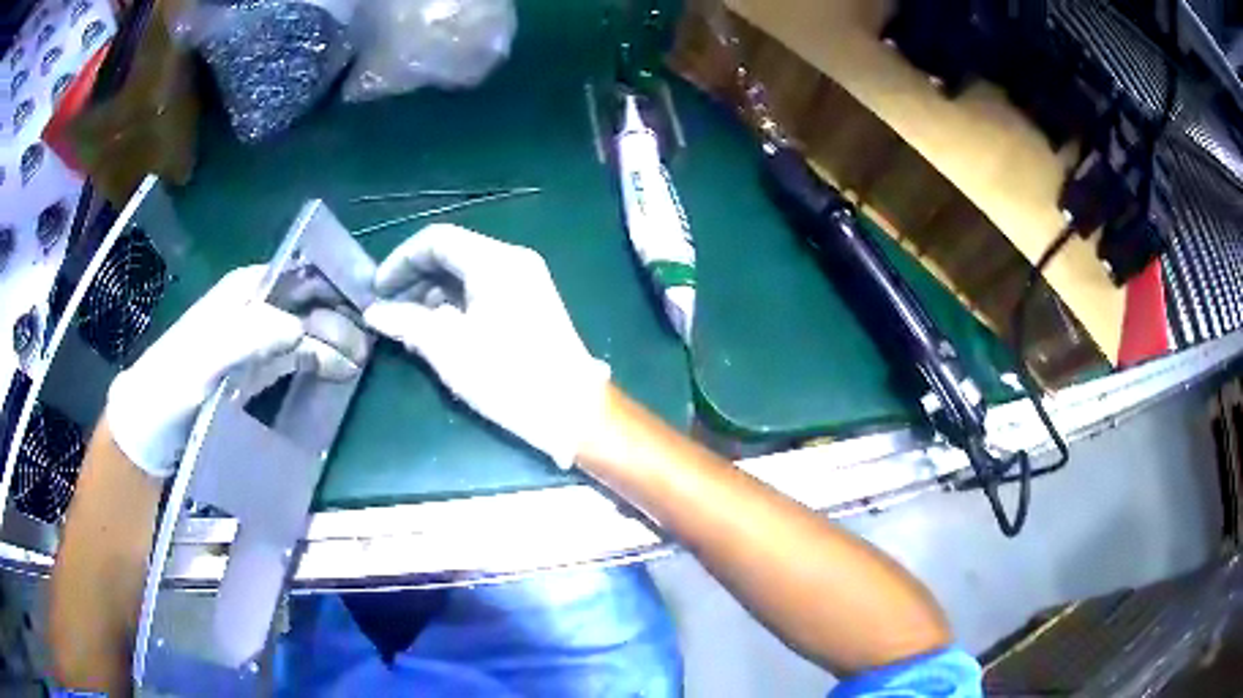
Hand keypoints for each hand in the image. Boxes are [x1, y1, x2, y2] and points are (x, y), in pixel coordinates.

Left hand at [106, 266, 368, 477]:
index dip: (335, 286)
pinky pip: (295, 358)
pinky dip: (319, 363)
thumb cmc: (172, 385)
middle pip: (309, 303)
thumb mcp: (205, 360)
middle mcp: (255, 308)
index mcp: (246, 291)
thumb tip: (301, 329)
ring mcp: (256, 340)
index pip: (301, 274)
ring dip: (334, 343)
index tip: (368, 308)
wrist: (149, 426)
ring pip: (307, 330)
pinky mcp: (256, 370)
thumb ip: (249, 337)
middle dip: (340, 319)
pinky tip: (338, 373)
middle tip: (369, 349)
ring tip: (361, 365)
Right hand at [364, 224, 610, 467]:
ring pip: (468, 272)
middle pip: (453, 253)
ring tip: (410, 324)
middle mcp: (514, 261)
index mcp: (496, 261)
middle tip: (389, 308)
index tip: (378, 290)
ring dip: (434, 292)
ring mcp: (527, 281)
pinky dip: (457, 303)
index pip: (436, 239)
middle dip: (415, 277)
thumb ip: (406, 322)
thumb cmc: (508, 376)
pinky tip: (440, 330)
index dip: (400, 260)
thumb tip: (373, 311)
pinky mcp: (532, 303)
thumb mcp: (448, 348)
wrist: (572, 411)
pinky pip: (484, 289)